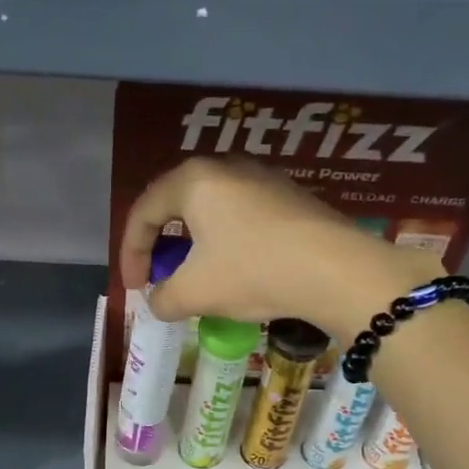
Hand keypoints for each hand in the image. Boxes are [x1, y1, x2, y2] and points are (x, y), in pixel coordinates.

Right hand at [118, 158, 431, 337]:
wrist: (338, 271)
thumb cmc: (253, 271)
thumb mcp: (196, 293)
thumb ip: (163, 298)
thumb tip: (157, 302)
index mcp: (193, 180)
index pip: (144, 213)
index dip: (130, 254)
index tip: (136, 289)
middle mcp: (225, 166)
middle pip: (176, 205)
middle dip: (162, 245)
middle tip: (161, 277)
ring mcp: (263, 177)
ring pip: (211, 210)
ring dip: (195, 245)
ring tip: (197, 277)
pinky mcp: (290, 196)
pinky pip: (242, 216)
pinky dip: (226, 242)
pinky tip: (238, 269)